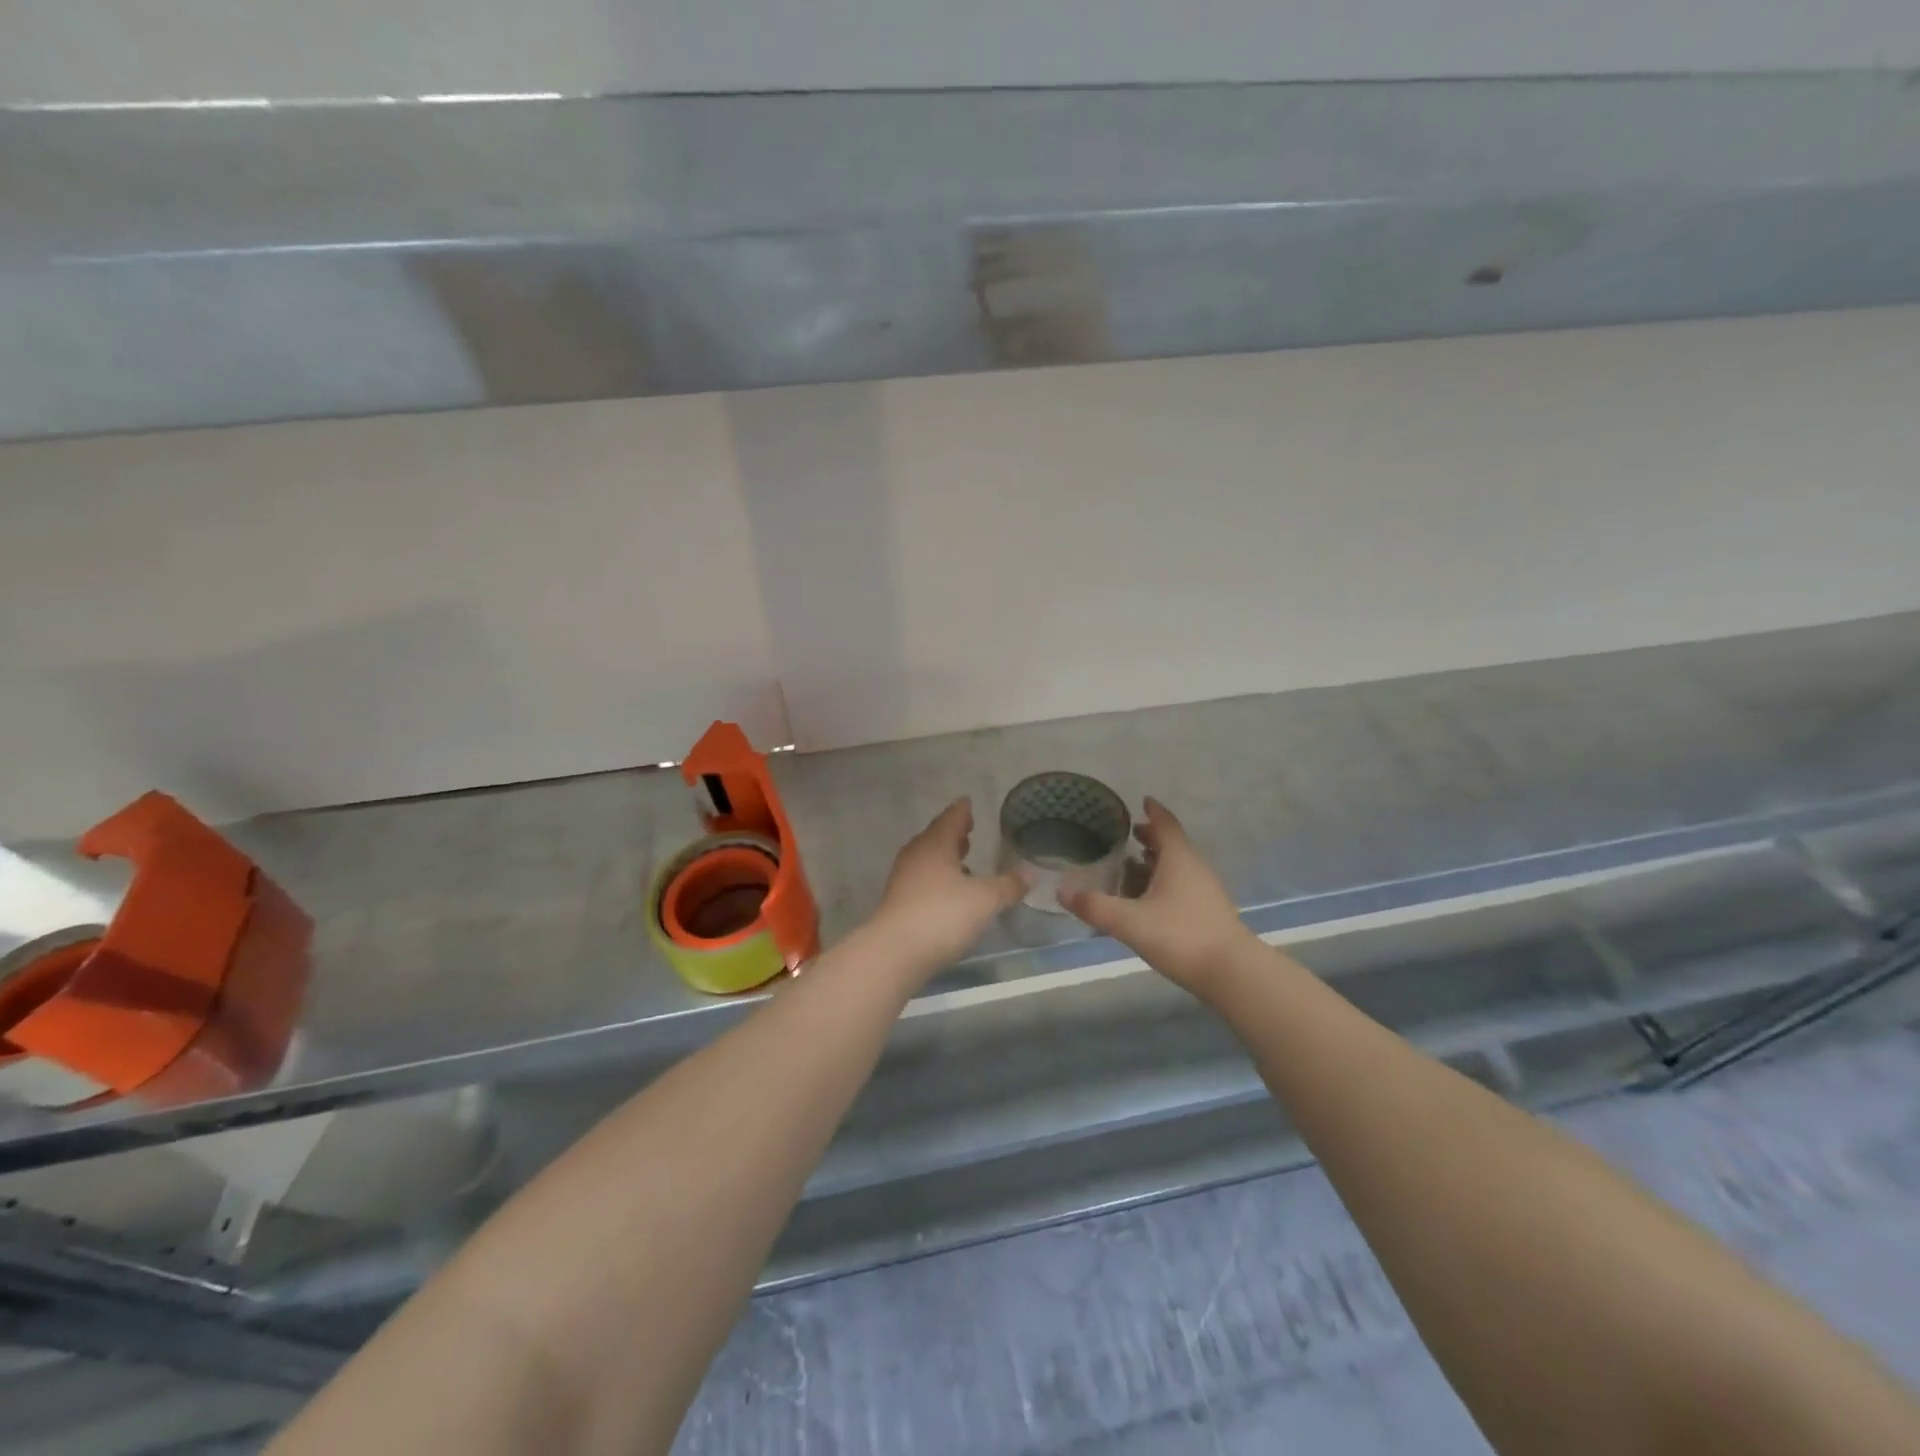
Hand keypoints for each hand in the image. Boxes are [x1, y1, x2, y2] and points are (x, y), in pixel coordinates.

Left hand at [866, 799, 1025, 975]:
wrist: (895, 953)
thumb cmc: (943, 915)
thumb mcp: (985, 900)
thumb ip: (1008, 886)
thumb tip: (1029, 874)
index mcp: (935, 844)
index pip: (950, 818)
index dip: (962, 811)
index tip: (968, 803)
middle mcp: (916, 856)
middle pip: (935, 837)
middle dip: (952, 834)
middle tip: (968, 832)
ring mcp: (903, 880)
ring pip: (927, 860)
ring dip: (944, 858)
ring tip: (963, 862)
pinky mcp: (898, 903)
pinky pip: (921, 880)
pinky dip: (936, 879)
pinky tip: (949, 893)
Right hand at [1060, 797, 1254, 994]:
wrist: (1232, 972)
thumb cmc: (1180, 935)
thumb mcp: (1129, 922)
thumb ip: (1095, 906)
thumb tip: (1061, 891)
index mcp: (1178, 858)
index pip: (1165, 823)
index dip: (1153, 811)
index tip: (1142, 800)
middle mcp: (1195, 866)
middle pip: (1173, 842)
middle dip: (1152, 836)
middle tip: (1130, 834)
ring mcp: (1206, 889)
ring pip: (1180, 864)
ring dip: (1159, 859)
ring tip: (1135, 864)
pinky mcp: (1210, 910)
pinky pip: (1185, 883)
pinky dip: (1167, 879)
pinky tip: (1152, 898)